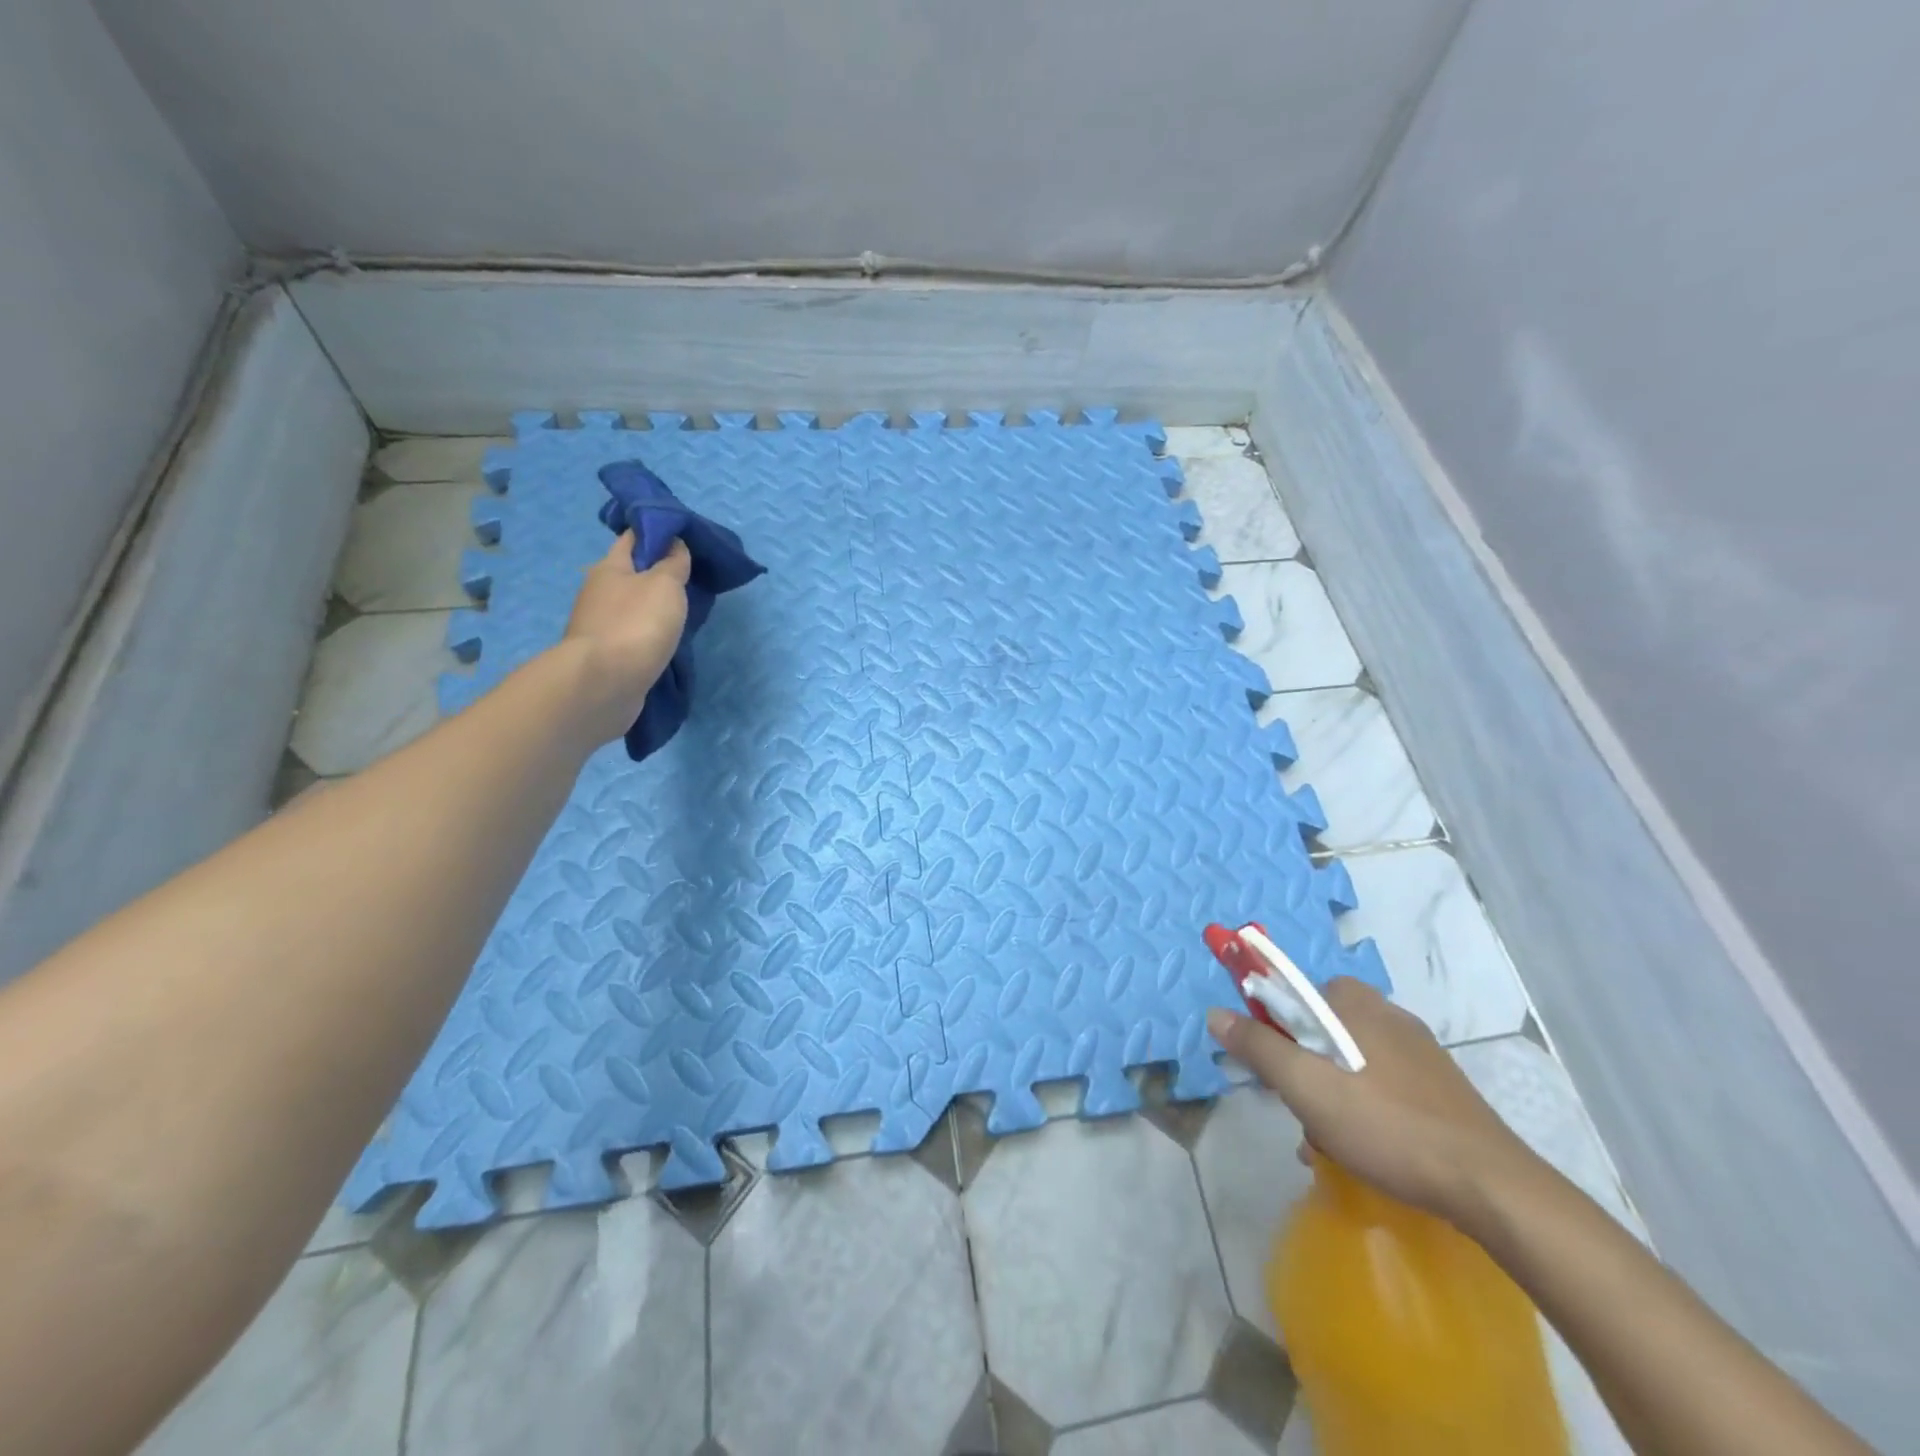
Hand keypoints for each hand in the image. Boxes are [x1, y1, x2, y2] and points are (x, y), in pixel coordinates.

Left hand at [561, 533, 691, 742]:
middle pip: (631, 573)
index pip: (633, 538)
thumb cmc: (636, 624)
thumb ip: (673, 563)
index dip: (657, 533)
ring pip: (631, 606)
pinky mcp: (605, 654)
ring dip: (652, 607)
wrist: (604, 683)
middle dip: (657, 573)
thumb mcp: (665, 584)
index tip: (684, 538)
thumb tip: (674, 545)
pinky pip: (631, 634)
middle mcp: (598, 592)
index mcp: (610, 567)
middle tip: (690, 579)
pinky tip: (664, 640)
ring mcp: (599, 625)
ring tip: (682, 613)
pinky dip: (647, 633)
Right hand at [1208, 979, 1537, 1224]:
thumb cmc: (1386, 1126)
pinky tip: (1365, 1149)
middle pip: (1320, 1029)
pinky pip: (1381, 1083)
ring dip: (1329, 1094)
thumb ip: (1258, 1047)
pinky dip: (1363, 1107)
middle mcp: (1386, 1013)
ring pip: (1349, 1060)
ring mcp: (1418, 1050)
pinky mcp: (1439, 1085)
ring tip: (1329, 1143)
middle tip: (1300, 1111)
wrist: (1490, 1186)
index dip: (1272, 1026)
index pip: (1293, 994)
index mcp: (1353, 1003)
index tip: (1270, 1068)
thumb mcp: (1306, 1087)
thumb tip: (1216, 1013)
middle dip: (1301, 1069)